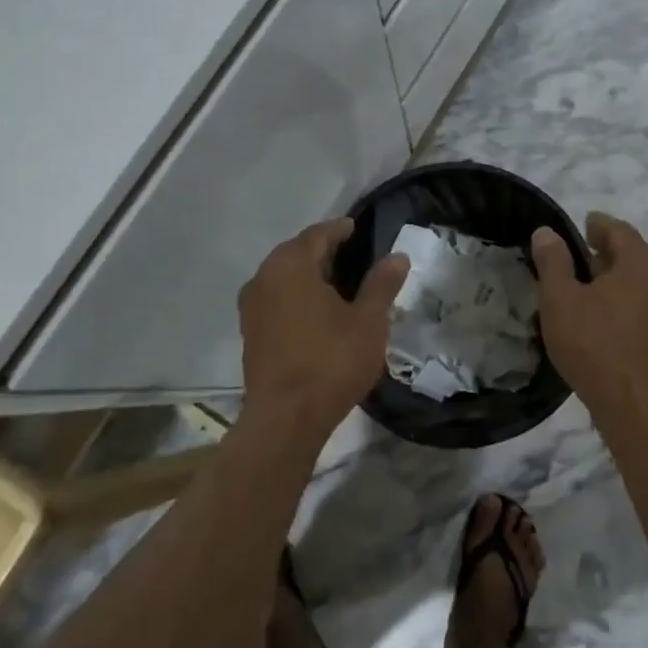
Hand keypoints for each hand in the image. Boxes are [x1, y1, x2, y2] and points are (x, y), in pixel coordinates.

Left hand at [237, 217, 410, 446]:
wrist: (285, 419)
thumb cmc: (331, 362)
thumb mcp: (368, 321)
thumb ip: (381, 284)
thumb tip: (397, 256)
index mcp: (291, 265)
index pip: (317, 235)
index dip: (339, 229)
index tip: (356, 227)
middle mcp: (264, 277)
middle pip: (296, 252)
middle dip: (322, 250)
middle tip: (351, 254)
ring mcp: (251, 306)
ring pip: (283, 276)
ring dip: (308, 274)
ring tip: (337, 282)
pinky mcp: (250, 331)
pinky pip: (275, 298)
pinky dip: (295, 295)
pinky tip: (316, 310)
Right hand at [531, 212, 647, 412]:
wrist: (632, 404)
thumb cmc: (593, 344)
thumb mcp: (560, 299)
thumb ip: (553, 261)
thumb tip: (547, 232)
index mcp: (642, 263)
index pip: (620, 231)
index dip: (599, 225)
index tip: (584, 223)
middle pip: (635, 254)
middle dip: (608, 251)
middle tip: (581, 254)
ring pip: (642, 280)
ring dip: (618, 277)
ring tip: (590, 285)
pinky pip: (647, 303)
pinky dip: (627, 298)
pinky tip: (606, 314)